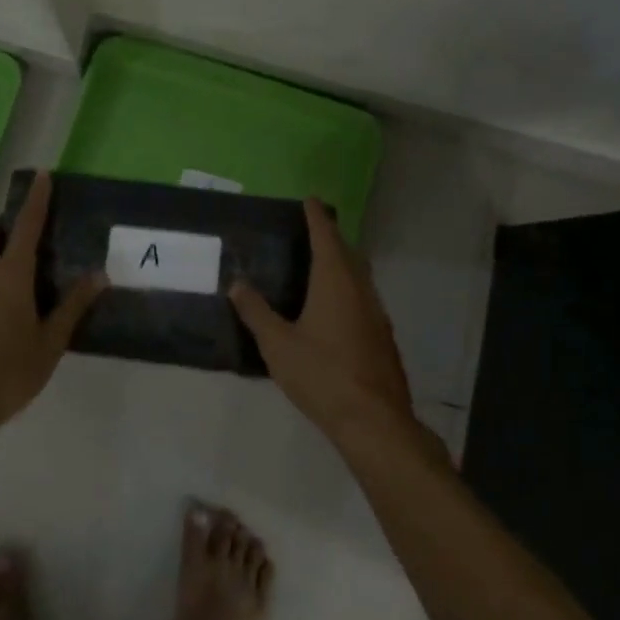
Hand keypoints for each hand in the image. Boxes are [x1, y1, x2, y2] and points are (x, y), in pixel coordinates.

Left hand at [0, 172, 105, 437]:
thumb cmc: (3, 375)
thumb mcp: (49, 345)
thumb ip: (72, 307)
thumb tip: (99, 274)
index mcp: (10, 275)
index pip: (26, 224)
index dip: (36, 199)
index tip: (41, 175)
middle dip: (4, 228)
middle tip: (21, 240)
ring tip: (3, 287)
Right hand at [229, 201, 418, 443]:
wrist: (374, 420)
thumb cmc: (322, 374)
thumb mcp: (278, 345)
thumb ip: (256, 312)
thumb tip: (237, 283)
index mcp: (335, 280)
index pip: (326, 235)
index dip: (316, 216)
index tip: (310, 199)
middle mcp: (360, 287)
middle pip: (347, 251)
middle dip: (330, 237)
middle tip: (311, 231)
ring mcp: (376, 311)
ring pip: (359, 274)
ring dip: (343, 262)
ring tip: (321, 265)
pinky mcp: (383, 335)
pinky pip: (364, 296)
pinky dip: (350, 288)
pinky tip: (337, 308)